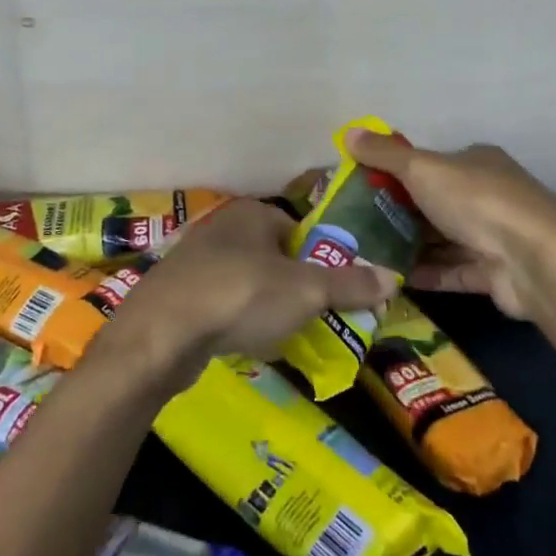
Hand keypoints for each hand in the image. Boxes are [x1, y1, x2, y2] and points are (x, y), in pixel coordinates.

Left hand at [106, 199, 388, 387]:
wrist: (161, 333)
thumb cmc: (241, 295)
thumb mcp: (306, 291)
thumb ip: (350, 284)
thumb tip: (394, 277)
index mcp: (252, 213)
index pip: (300, 229)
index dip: (321, 260)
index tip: (336, 293)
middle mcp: (222, 227)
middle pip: (275, 256)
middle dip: (296, 287)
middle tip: (315, 318)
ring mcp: (195, 259)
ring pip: (247, 281)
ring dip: (266, 306)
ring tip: (284, 335)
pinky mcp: (178, 292)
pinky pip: (222, 302)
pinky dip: (237, 319)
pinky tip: (245, 342)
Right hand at [343, 130, 555, 320]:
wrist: (535, 262)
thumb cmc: (477, 201)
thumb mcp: (423, 169)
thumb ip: (385, 154)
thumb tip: (349, 133)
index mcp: (477, 162)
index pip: (431, 163)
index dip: (397, 171)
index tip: (362, 185)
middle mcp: (489, 195)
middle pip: (435, 201)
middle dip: (399, 211)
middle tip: (357, 223)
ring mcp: (494, 236)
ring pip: (444, 238)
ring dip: (410, 245)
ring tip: (366, 252)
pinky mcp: (494, 274)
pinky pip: (452, 270)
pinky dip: (426, 272)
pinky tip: (392, 277)